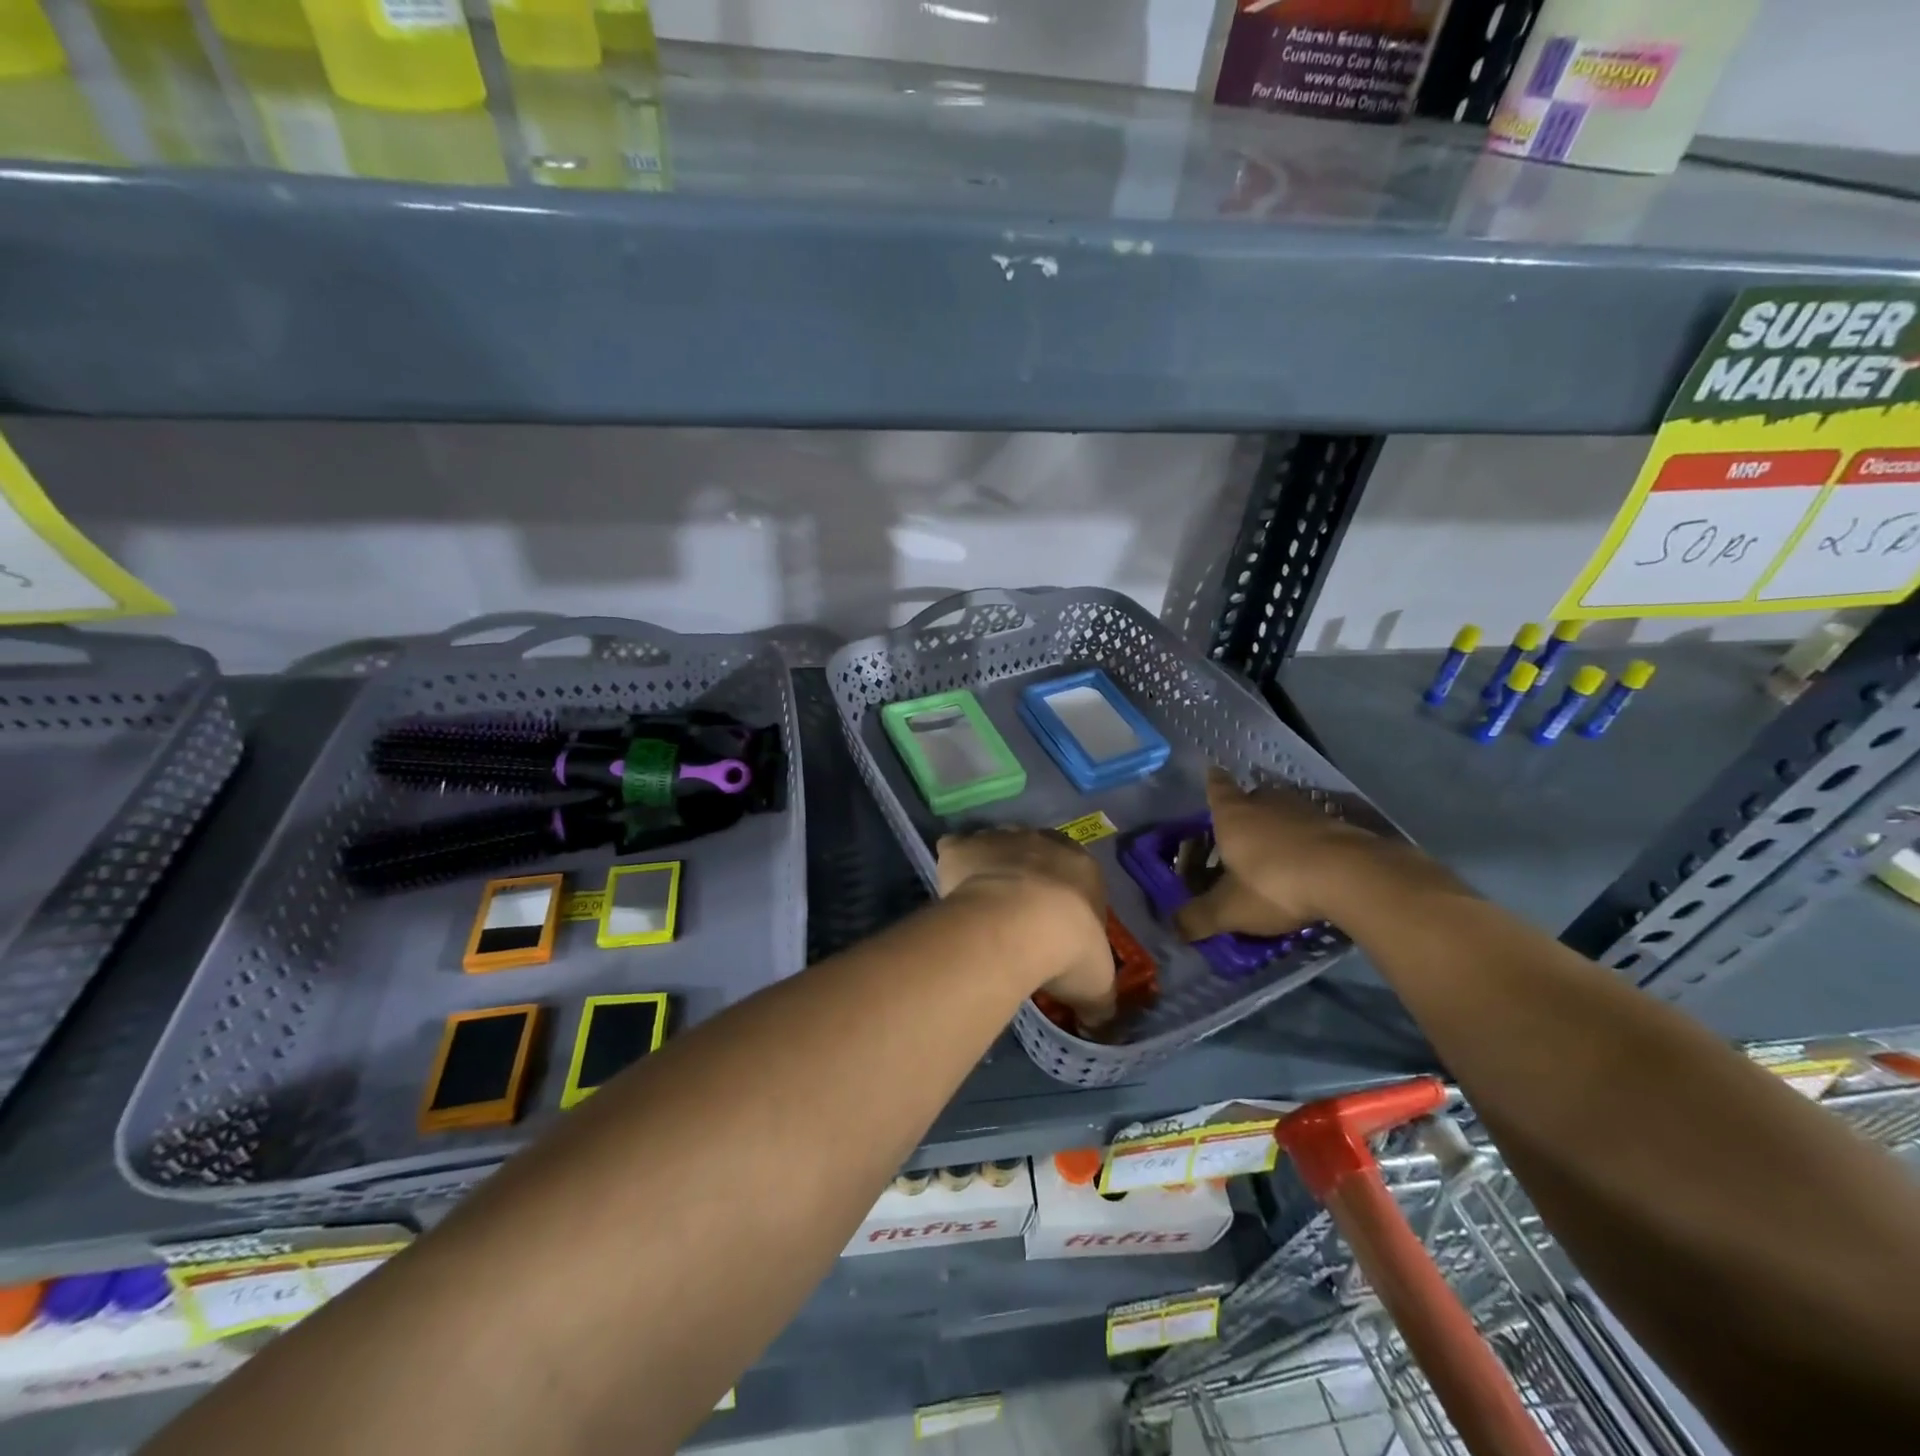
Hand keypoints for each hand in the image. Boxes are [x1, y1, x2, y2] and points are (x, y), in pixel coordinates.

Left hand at [936, 828, 1115, 1027]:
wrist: (1015, 926)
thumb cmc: (1068, 948)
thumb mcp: (1097, 984)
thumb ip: (1099, 1002)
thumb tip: (1096, 1023)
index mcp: (1082, 867)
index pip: (1078, 875)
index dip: (1067, 900)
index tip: (1057, 928)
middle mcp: (1042, 842)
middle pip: (1036, 854)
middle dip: (1029, 878)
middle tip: (1018, 918)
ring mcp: (999, 839)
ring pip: (995, 847)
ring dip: (991, 870)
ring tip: (983, 909)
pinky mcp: (962, 847)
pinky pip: (956, 851)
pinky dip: (953, 868)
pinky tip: (952, 895)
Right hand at [1175, 768, 1379, 939]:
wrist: (1351, 876)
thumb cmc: (1275, 883)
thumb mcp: (1230, 909)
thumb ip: (1200, 918)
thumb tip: (1172, 930)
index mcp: (1233, 815)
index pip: (1218, 789)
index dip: (1214, 783)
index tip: (1212, 772)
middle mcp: (1267, 803)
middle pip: (1253, 797)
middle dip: (1246, 808)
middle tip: (1240, 826)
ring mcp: (1306, 811)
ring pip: (1285, 811)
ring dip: (1278, 824)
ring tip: (1274, 847)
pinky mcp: (1339, 825)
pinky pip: (1313, 828)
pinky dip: (1306, 840)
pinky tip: (1308, 860)